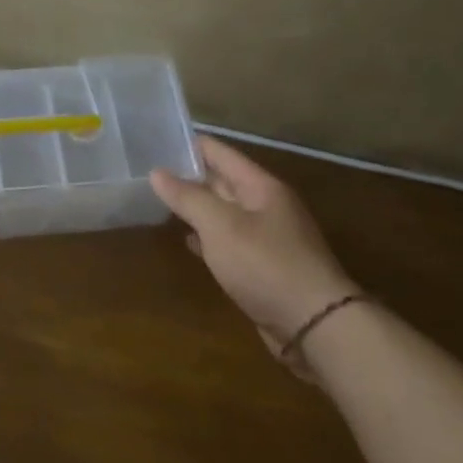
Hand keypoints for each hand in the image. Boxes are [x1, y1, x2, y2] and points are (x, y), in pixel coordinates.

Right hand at [150, 136, 356, 358]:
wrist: (313, 324)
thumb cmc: (265, 264)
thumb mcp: (220, 225)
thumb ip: (188, 197)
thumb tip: (157, 172)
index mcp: (261, 186)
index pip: (220, 153)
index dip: (189, 144)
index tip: (157, 138)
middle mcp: (266, 206)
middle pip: (222, 181)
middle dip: (188, 175)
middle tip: (149, 171)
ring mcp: (266, 237)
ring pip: (224, 212)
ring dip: (196, 207)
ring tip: (160, 201)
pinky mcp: (263, 265)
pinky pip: (229, 241)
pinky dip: (208, 237)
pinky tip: (188, 241)